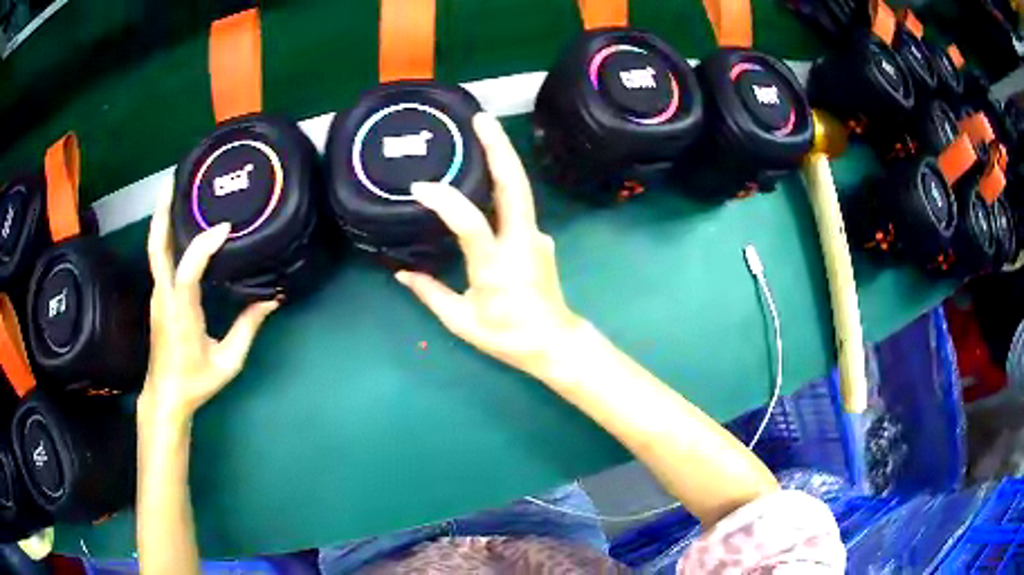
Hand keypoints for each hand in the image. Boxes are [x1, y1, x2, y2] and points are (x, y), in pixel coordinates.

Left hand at [140, 186, 278, 420]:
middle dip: (163, 212)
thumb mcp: (228, 361)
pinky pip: (160, 259)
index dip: (204, 245)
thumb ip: (247, 328)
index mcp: (181, 313)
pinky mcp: (158, 297)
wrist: (166, 395)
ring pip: (155, 250)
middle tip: (173, 182)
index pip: (188, 270)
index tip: (226, 227)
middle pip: (157, 247)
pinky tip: (178, 226)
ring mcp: (157, 295)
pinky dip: (166, 236)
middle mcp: (164, 297)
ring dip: (162, 219)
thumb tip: (272, 299)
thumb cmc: (196, 381)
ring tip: (174, 192)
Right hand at [396, 113, 583, 379]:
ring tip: (484, 130)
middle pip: (514, 187)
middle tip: (481, 120)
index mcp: (496, 268)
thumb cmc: (506, 336)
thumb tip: (401, 272)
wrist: (553, 343)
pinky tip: (486, 172)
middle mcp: (521, 243)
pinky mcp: (539, 238)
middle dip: (499, 149)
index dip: (446, 202)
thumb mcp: (461, 321)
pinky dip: (502, 182)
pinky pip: (519, 204)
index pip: (471, 225)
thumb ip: (430, 293)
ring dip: (503, 157)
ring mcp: (535, 237)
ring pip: (520, 189)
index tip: (421, 188)